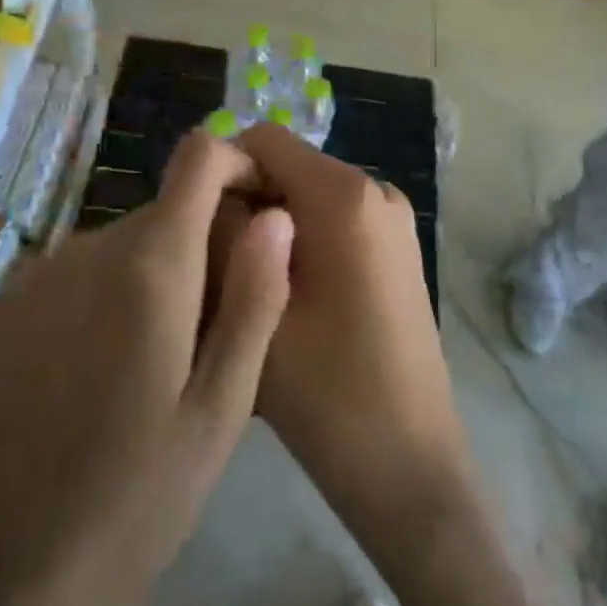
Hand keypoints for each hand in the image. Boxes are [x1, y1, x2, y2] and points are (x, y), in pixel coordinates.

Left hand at [0, 131, 293, 605]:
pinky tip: (86, 372)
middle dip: (193, 248)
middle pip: (161, 213)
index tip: (254, 210)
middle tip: (202, 333)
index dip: (234, 164)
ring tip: (144, 363)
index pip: (199, 158)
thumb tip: (276, 216)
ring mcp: (31, 274)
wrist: (6, 582)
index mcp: (150, 265)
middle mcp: (85, 247)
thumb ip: (255, 297)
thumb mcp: (223, 408)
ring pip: (116, 244)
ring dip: (142, 276)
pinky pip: (68, 272)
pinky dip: (94, 295)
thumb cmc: (139, 498)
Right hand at [227, 124, 470, 556]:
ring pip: (308, 195)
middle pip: (289, 166)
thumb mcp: (253, 308)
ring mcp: (393, 219)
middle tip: (214, 263)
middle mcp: (376, 190)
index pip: (265, 139)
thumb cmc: (328, 394)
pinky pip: (334, 219)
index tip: (197, 221)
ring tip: (245, 286)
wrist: (410, 466)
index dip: (223, 169)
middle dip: (246, 200)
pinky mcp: (397, 248)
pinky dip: (300, 240)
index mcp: (345, 195)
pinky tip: (285, 296)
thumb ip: (221, 235)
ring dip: (270, 224)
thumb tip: (209, 193)